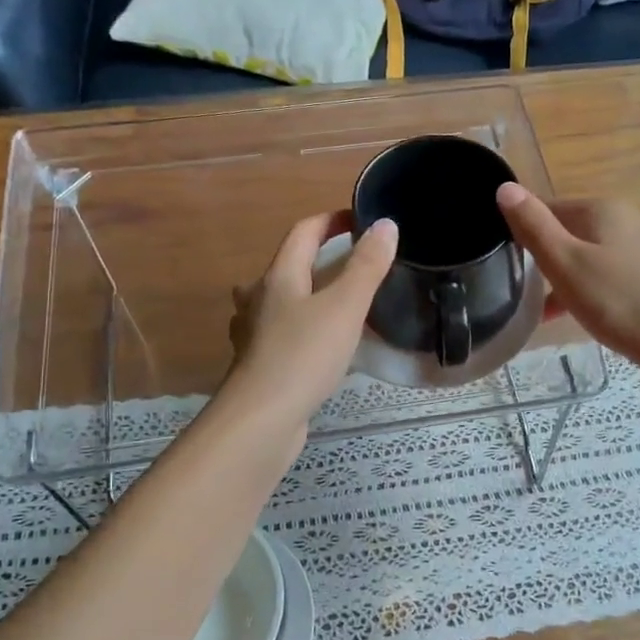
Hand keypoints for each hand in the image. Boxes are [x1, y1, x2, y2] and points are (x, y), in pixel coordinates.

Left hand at [221, 212, 397, 430]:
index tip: (359, 220)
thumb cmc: (304, 355)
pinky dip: (301, 329)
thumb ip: (366, 266)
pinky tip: (319, 347)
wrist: (261, 419)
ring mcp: (254, 334)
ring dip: (305, 294)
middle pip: (286, 266)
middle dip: (316, 258)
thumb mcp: (344, 307)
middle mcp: (259, 300)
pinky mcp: (259, 365)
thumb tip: (385, 224)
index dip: (331, 221)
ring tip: (335, 303)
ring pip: (279, 302)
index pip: (303, 233)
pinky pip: (282, 334)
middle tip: (352, 264)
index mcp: (279, 277)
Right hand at [496, 184, 639, 370]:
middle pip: (576, 230)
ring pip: (599, 254)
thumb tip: (505, 187)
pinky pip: (620, 274)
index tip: (510, 261)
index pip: (551, 207)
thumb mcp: (565, 264)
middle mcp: (633, 218)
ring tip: (555, 311)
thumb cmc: (618, 302)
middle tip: (530, 290)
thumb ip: (533, 226)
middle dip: (551, 256)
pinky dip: (600, 288)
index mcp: (605, 209)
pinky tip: (594, 315)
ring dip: (573, 276)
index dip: (526, 230)